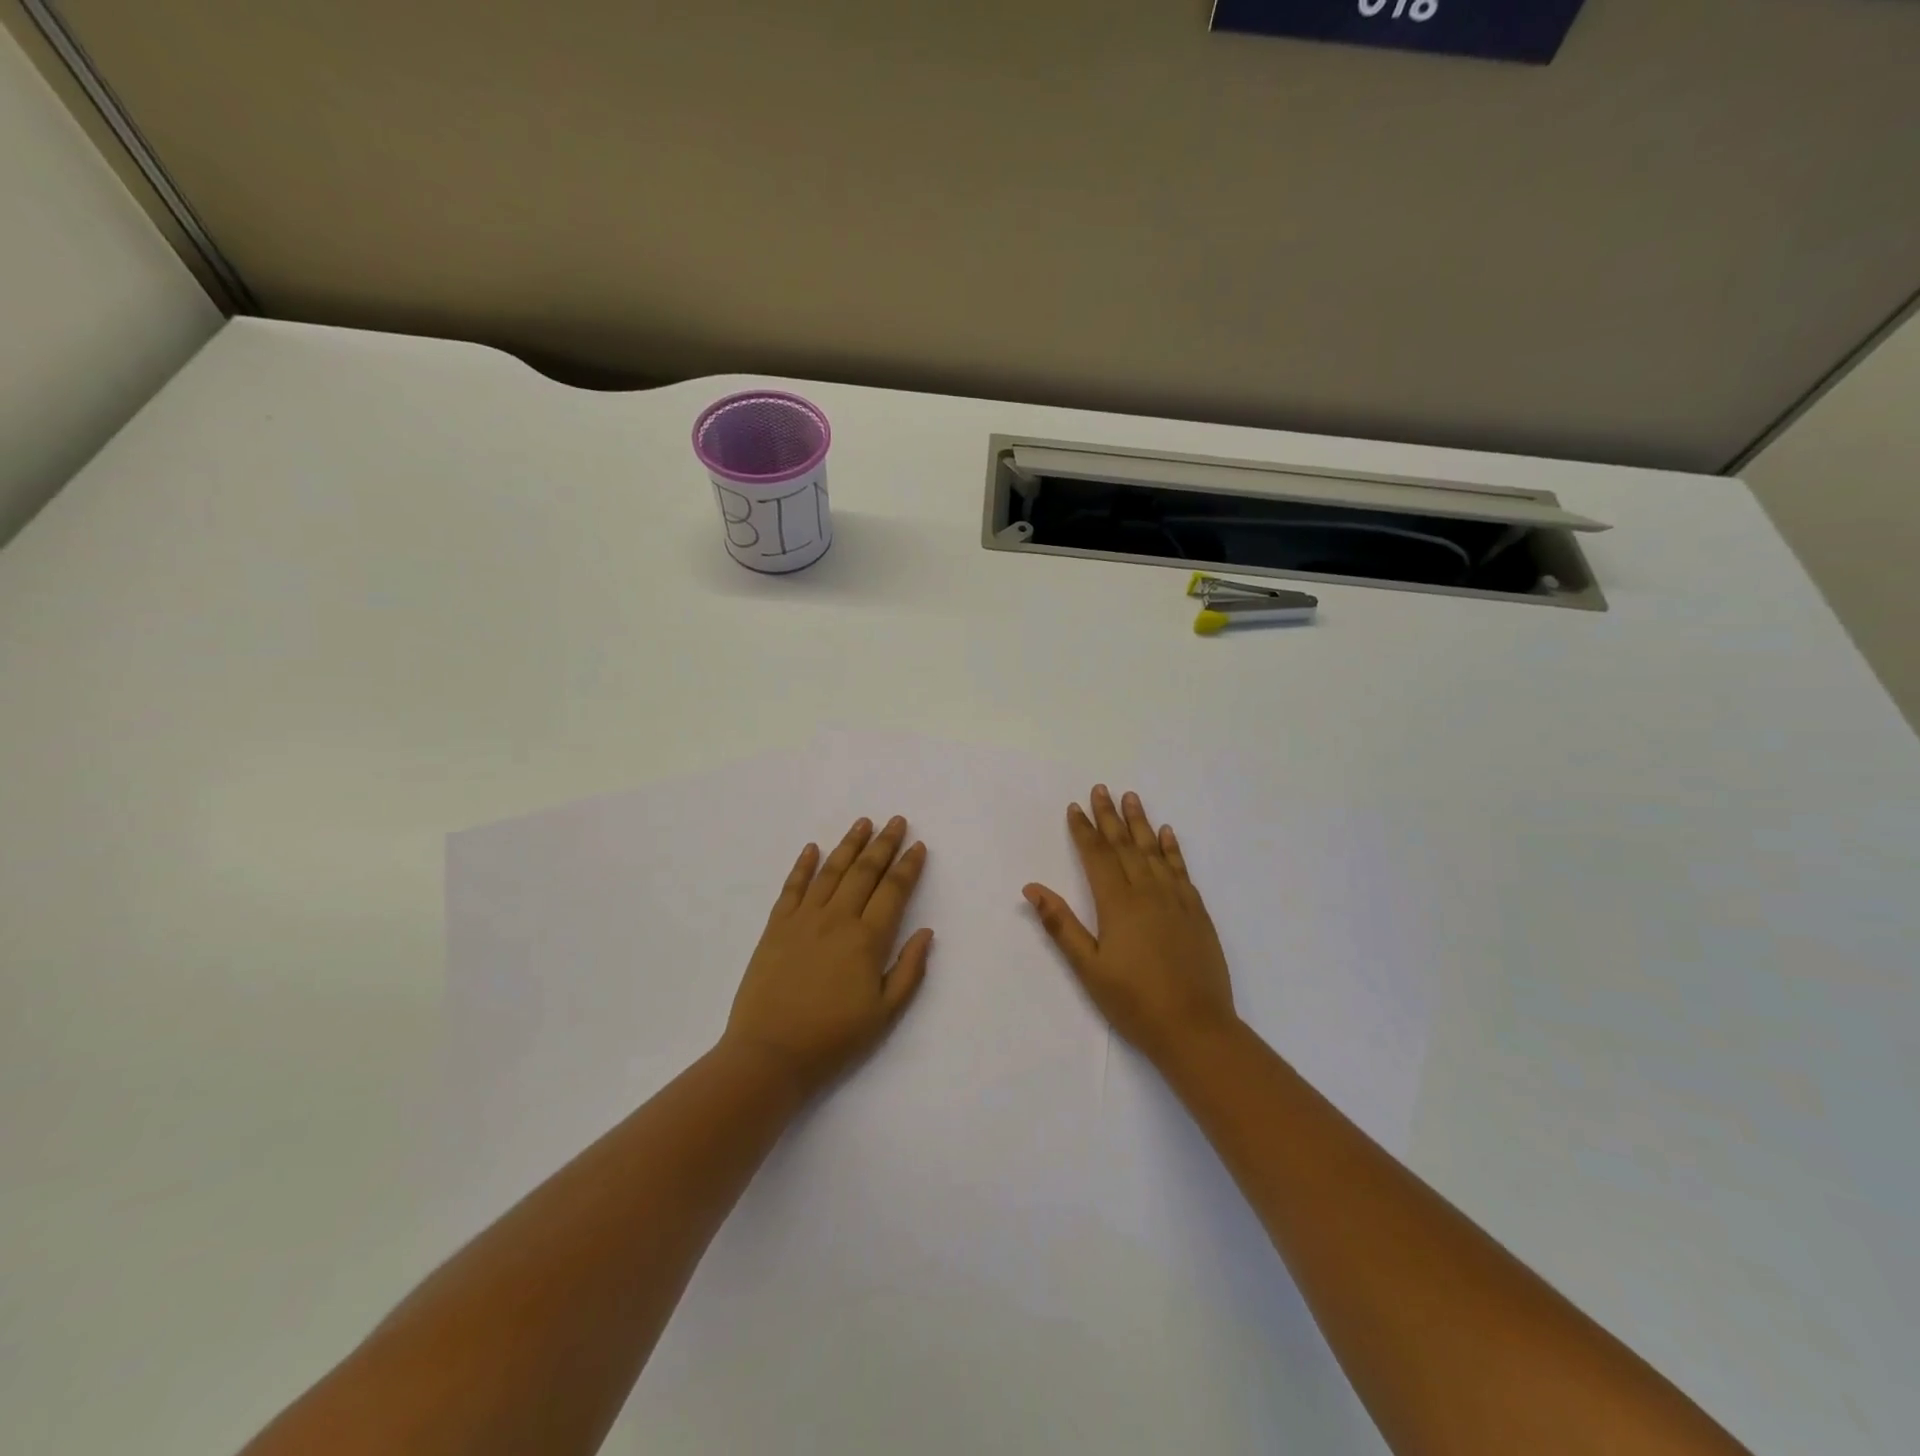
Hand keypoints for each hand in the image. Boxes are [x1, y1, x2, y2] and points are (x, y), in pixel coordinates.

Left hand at [722, 816, 932, 1097]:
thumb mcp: (885, 1014)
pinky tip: (812, 848)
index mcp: (867, 939)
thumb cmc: (833, 1038)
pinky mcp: (776, 927)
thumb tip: (926, 932)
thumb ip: (909, 970)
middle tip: (896, 820)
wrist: (770, 1054)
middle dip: (883, 844)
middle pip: (864, 871)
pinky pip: (792, 887)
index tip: (918, 845)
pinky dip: (803, 865)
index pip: (893, 891)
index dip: (908, 866)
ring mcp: (803, 919)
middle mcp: (837, 919)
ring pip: (831, 871)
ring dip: (849, 844)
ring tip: (863, 823)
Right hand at [1024, 785, 1237, 1065]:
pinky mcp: (1197, 912)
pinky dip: (1172, 849)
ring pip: (1154, 851)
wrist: (1196, 1028)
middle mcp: (1147, 892)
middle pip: (1124, 845)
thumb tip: (1032, 887)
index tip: (1075, 807)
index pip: (1097, 856)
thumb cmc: (1134, 1002)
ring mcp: (1176, 900)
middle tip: (1100, 789)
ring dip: (1140, 823)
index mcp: (1117, 904)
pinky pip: (1181, 870)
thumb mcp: (1089, 968)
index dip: (1084, 831)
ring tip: (1131, 797)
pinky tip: (1167, 834)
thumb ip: (1061, 925)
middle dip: (1109, 816)